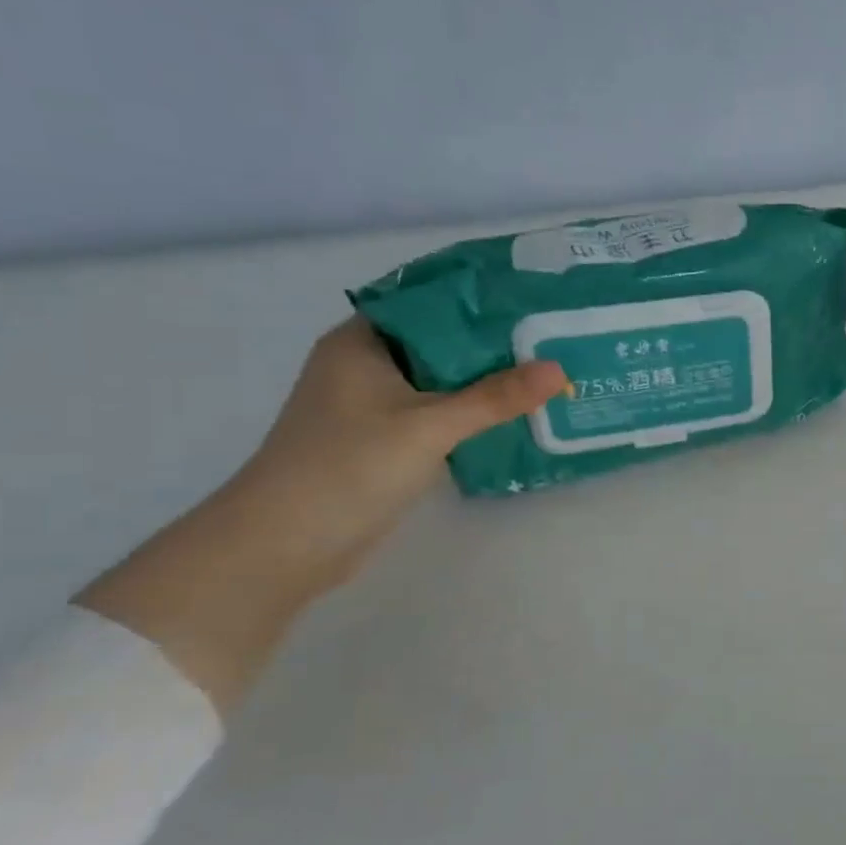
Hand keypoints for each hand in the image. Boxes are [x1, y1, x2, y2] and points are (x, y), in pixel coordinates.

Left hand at [79, 319, 565, 716]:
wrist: (285, 545)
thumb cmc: (348, 467)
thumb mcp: (429, 426)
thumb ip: (496, 397)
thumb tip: (559, 369)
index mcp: (361, 343)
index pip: (428, 302)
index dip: (478, 299)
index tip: (530, 299)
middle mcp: (365, 366)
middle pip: (440, 342)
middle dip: (492, 343)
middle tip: (551, 336)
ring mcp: (373, 405)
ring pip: (442, 380)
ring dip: (485, 380)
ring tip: (545, 370)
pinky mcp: (385, 440)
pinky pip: (438, 412)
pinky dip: (472, 411)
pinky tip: (514, 413)